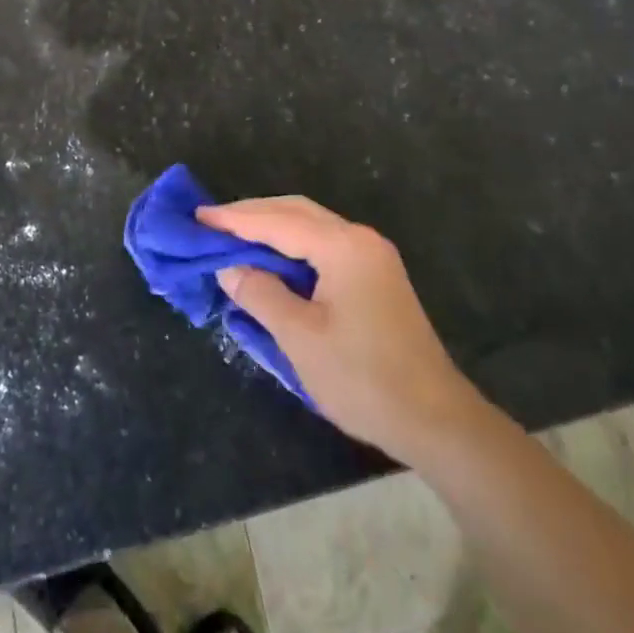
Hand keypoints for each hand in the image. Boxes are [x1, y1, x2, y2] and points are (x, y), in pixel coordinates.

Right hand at [202, 196, 480, 459]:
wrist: (435, 420)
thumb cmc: (363, 379)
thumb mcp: (301, 338)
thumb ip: (261, 294)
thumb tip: (229, 268)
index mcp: (344, 247)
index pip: (279, 221)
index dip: (235, 220)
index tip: (198, 218)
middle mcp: (360, 240)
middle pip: (297, 212)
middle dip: (253, 215)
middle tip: (210, 224)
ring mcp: (372, 257)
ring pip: (312, 227)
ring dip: (272, 229)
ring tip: (232, 238)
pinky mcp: (375, 277)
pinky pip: (324, 247)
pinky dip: (292, 248)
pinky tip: (271, 261)